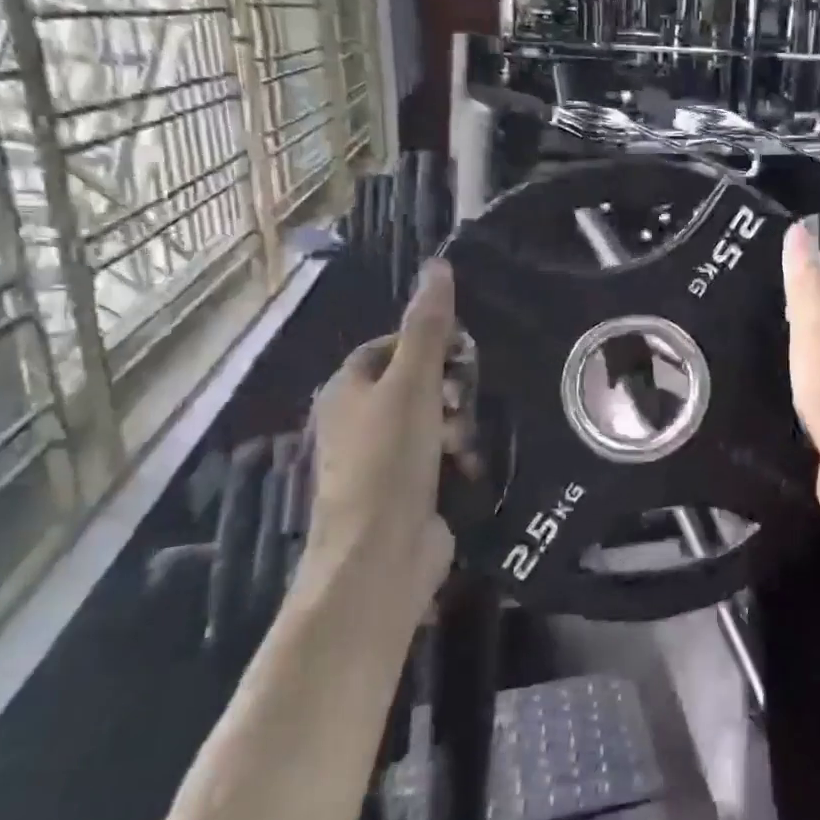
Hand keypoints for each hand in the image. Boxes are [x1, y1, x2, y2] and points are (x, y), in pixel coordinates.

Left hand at [306, 260, 457, 595]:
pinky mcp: (407, 489)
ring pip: (434, 421)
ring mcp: (382, 459)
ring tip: (467, 442)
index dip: (428, 342)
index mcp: (347, 389)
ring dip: (459, 425)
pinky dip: (458, 457)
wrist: (381, 554)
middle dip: (450, 390)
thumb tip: (437, 265)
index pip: (389, 345)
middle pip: (416, 383)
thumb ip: (428, 328)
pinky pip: (440, 457)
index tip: (464, 351)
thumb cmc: (390, 460)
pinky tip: (471, 467)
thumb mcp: (412, 384)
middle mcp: (358, 420)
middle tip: (467, 400)